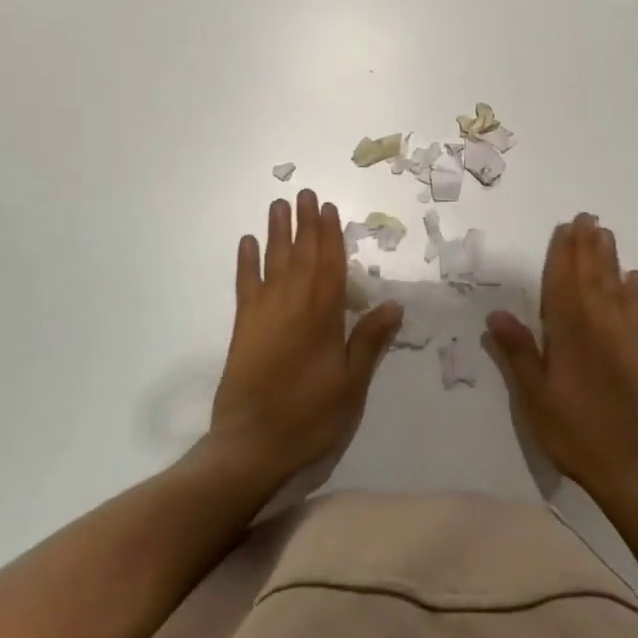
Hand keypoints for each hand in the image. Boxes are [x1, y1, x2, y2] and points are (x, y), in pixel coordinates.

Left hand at [210, 189, 402, 488]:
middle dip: (305, 222)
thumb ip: (369, 341)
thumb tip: (394, 304)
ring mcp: (264, 311)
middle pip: (301, 253)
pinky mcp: (243, 326)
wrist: (251, 445)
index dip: (330, 234)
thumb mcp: (351, 384)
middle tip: (305, 193)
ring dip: (276, 231)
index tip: (329, 208)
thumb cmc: (310, 415)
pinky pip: (245, 283)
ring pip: (273, 260)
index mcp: (323, 314)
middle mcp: (293, 302)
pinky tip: (247, 243)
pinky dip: (246, 261)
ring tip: (278, 205)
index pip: (330, 263)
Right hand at [486, 213, 637, 499]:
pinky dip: (633, 292)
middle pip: (590, 278)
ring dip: (609, 259)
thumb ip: (518, 353)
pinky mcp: (637, 354)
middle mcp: (597, 328)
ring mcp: (621, 339)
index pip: (562, 285)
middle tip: (588, 218)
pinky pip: (635, 313)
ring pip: (613, 288)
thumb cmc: (573, 432)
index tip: (564, 228)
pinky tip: (633, 277)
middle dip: (587, 247)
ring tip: (606, 234)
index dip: (562, 255)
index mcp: (569, 335)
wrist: (629, 467)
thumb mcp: (534, 398)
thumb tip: (496, 313)